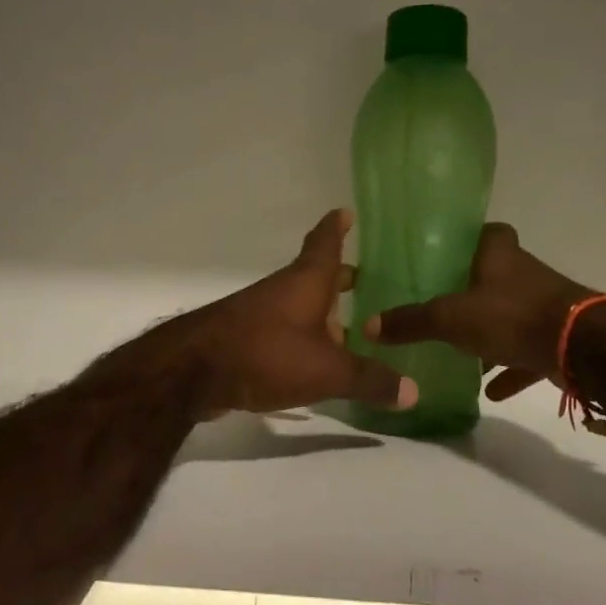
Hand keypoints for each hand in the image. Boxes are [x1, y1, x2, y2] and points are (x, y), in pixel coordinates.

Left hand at [185, 210, 416, 417]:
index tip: (345, 212)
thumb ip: (370, 380)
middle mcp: (283, 291)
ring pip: (298, 306)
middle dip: (338, 278)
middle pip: (314, 277)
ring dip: (320, 314)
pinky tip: (314, 363)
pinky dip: (301, 339)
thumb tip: (413, 392)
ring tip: (347, 331)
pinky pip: (282, 332)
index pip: (325, 243)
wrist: (192, 372)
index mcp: (306, 282)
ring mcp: (260, 314)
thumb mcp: (327, 371)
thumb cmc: (267, 353)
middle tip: (362, 280)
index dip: (336, 228)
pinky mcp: (244, 340)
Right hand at [364, 223, 595, 401]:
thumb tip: (367, 326)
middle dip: (472, 290)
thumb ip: (411, 322)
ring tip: (462, 351)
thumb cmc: (511, 315)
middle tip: (442, 304)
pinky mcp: (558, 336)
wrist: (581, 346)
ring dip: (491, 332)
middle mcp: (524, 272)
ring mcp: (545, 304)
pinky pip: (527, 349)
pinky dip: (510, 366)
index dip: (466, 240)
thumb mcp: (450, 318)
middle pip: (495, 274)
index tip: (444, 256)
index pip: (484, 232)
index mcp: (499, 253)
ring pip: (511, 313)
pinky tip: (491, 389)